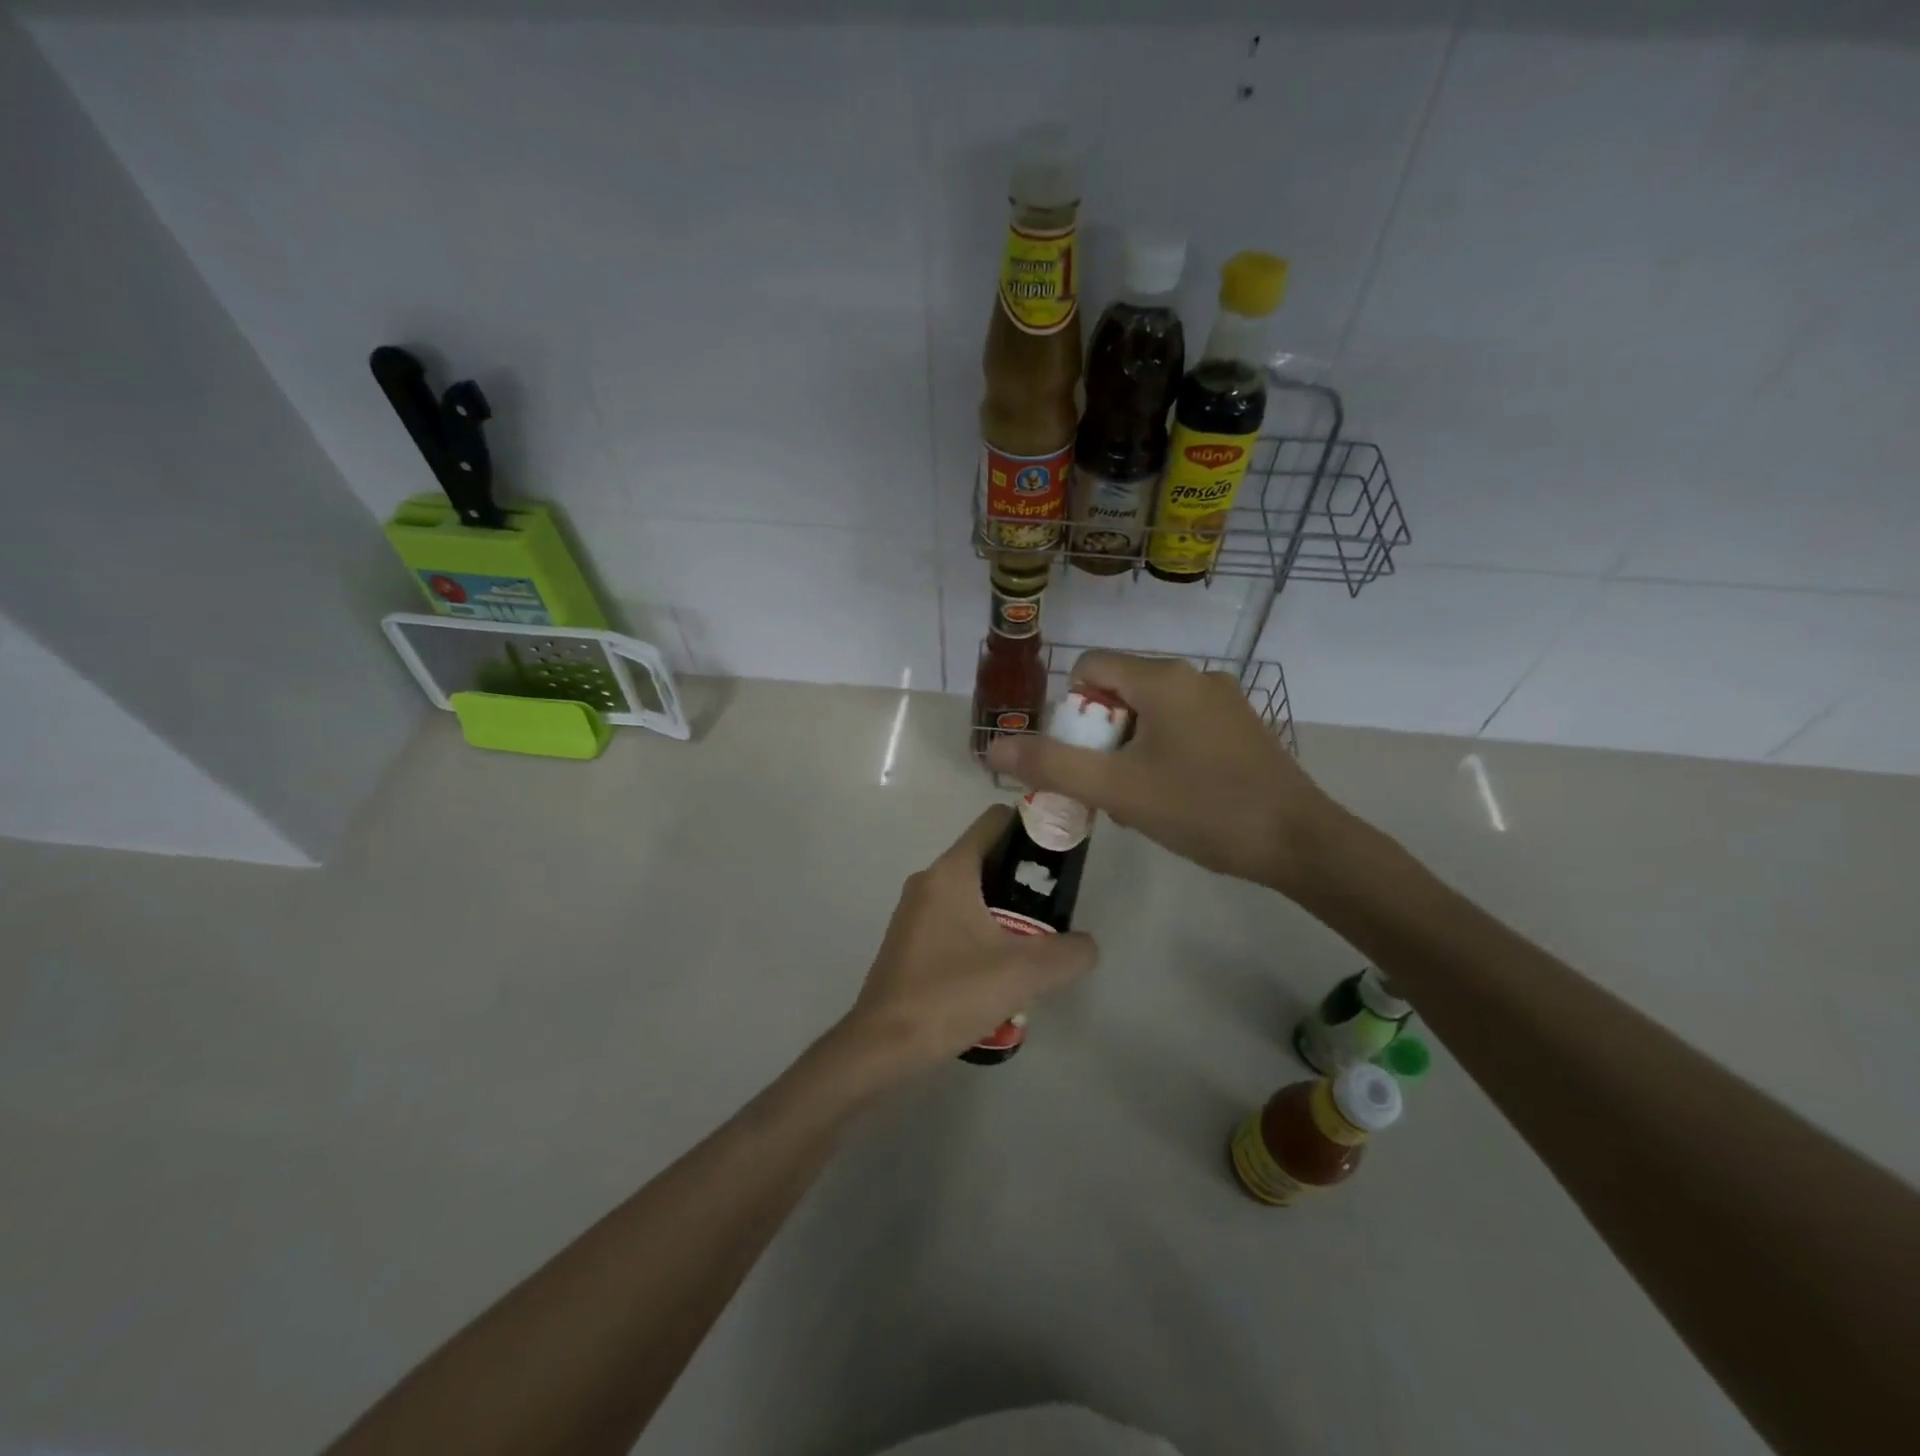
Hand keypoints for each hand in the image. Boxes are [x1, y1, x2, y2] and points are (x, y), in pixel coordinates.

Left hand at [836, 805, 1097, 1075]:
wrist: (883, 1046)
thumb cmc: (950, 995)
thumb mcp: (1023, 974)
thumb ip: (1068, 953)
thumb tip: (1084, 945)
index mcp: (951, 871)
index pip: (995, 821)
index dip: (1033, 829)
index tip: (1061, 859)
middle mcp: (929, 880)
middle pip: (987, 858)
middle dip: (1024, 880)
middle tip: (1054, 914)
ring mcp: (915, 911)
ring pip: (972, 893)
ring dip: (1005, 912)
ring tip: (1031, 948)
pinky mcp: (910, 940)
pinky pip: (955, 920)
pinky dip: (981, 933)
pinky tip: (998, 972)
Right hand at [985, 651, 1345, 897]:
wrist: (1300, 842)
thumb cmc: (1202, 809)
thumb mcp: (1117, 790)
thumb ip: (1052, 765)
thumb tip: (992, 747)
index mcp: (1163, 678)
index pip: (1090, 668)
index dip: (1071, 711)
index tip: (1082, 758)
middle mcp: (1194, 675)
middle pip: (1119, 691)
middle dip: (1101, 736)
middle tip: (1108, 786)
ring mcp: (1224, 699)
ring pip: (1151, 711)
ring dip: (1130, 748)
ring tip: (1140, 798)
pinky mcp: (1241, 724)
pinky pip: (1182, 724)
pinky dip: (1163, 751)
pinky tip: (1176, 794)